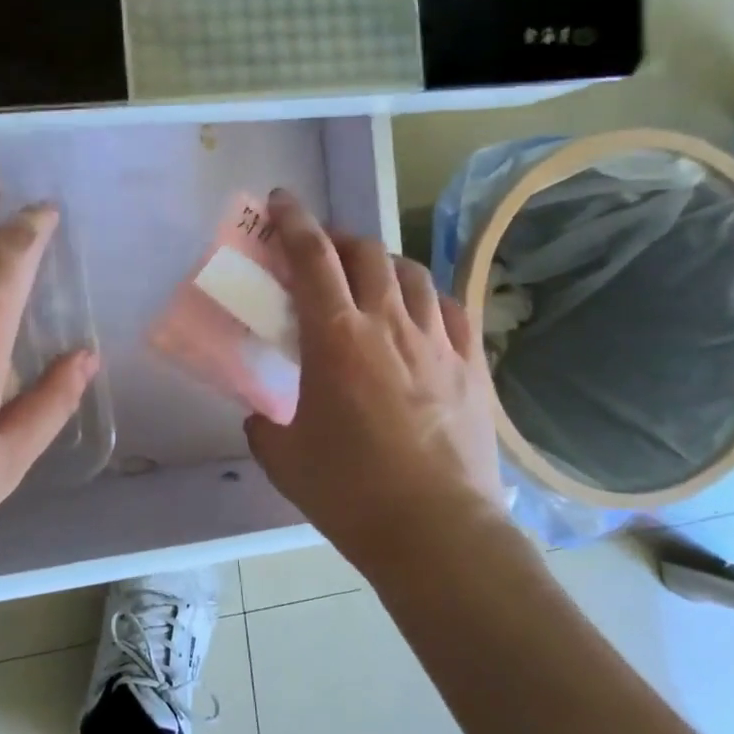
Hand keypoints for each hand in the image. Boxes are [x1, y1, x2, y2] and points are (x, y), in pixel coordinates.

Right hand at [243, 190, 509, 571]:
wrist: (437, 533)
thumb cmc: (350, 493)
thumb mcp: (284, 459)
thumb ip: (264, 427)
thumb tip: (261, 416)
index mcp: (336, 338)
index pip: (312, 257)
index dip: (293, 220)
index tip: (281, 200)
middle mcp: (388, 324)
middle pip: (365, 253)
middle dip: (337, 239)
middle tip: (319, 253)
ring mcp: (437, 342)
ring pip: (411, 273)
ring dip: (382, 264)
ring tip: (368, 279)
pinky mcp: (471, 365)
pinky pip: (451, 309)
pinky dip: (427, 298)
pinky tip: (418, 314)